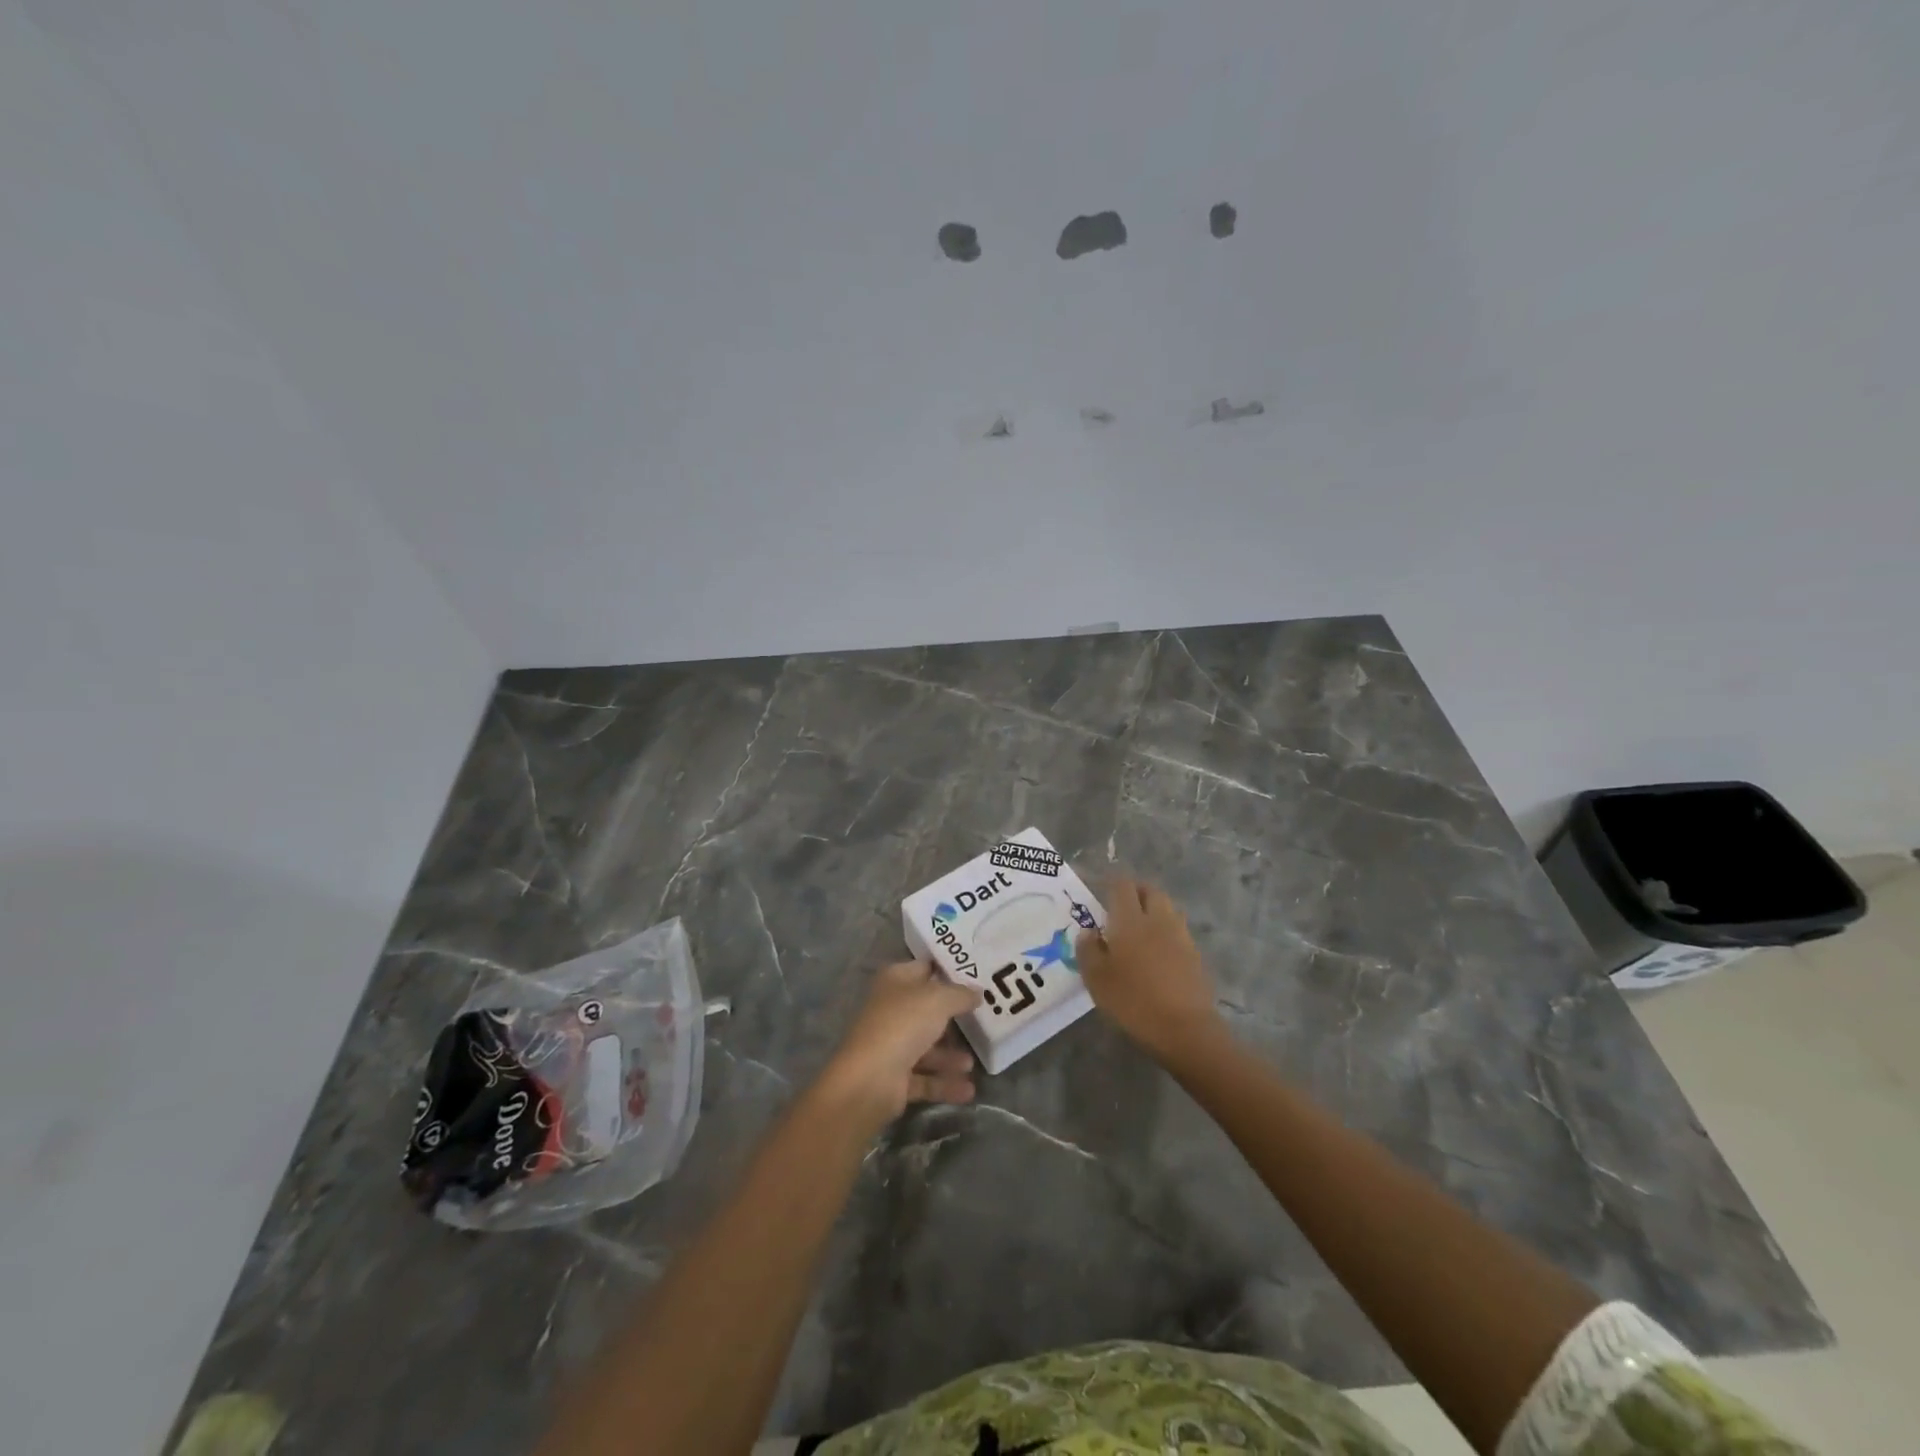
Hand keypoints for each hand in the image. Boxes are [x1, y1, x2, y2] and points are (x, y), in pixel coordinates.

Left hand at [817, 960, 980, 1128]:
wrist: (870, 1080)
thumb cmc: (903, 1025)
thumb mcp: (939, 1000)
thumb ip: (961, 994)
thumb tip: (977, 991)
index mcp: (895, 981)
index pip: (924, 968)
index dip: (948, 970)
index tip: (977, 975)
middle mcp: (891, 1010)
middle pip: (927, 1010)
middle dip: (953, 1017)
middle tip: (983, 1019)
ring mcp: (891, 1045)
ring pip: (926, 1047)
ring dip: (950, 1056)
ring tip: (972, 1064)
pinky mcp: (894, 1078)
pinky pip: (925, 1078)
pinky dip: (944, 1083)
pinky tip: (968, 1090)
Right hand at [1077, 877, 1221, 1063]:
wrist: (1185, 1028)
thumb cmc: (1133, 1001)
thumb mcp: (1097, 979)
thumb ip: (1088, 950)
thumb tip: (1087, 931)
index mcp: (1130, 920)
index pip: (1122, 886)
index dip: (1111, 884)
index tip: (1101, 892)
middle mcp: (1158, 919)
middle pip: (1150, 891)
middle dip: (1136, 892)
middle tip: (1121, 906)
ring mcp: (1180, 936)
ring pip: (1168, 908)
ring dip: (1154, 909)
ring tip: (1140, 927)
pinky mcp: (1195, 955)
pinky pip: (1178, 930)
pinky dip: (1166, 931)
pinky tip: (1158, 951)